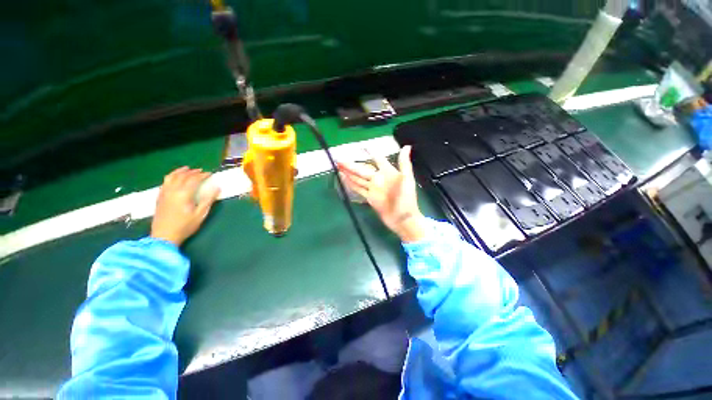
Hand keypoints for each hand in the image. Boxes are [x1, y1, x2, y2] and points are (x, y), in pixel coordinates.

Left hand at [151, 167, 220, 245]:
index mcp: (183, 194)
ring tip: (186, 169)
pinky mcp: (159, 197)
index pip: (194, 179)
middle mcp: (172, 190)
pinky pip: (165, 182)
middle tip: (201, 171)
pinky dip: (171, 177)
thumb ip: (208, 199)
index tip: (210, 174)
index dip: (202, 175)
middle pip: (182, 176)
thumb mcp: (200, 214)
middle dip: (192, 172)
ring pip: (171, 177)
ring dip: (180, 171)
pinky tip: (175, 179)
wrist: (164, 236)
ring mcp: (164, 193)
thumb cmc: (185, 226)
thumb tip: (217, 187)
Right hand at [337, 146, 425, 242]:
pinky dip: (351, 184)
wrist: (403, 219)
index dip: (370, 153)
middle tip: (339, 160)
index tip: (361, 147)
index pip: (378, 159)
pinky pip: (358, 189)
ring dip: (348, 173)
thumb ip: (404, 163)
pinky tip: (344, 179)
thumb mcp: (407, 180)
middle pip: (362, 169)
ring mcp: (373, 189)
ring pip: (358, 179)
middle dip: (351, 165)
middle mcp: (379, 179)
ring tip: (338, 167)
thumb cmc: (407, 199)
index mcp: (388, 172)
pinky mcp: (369, 198)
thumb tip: (407, 146)